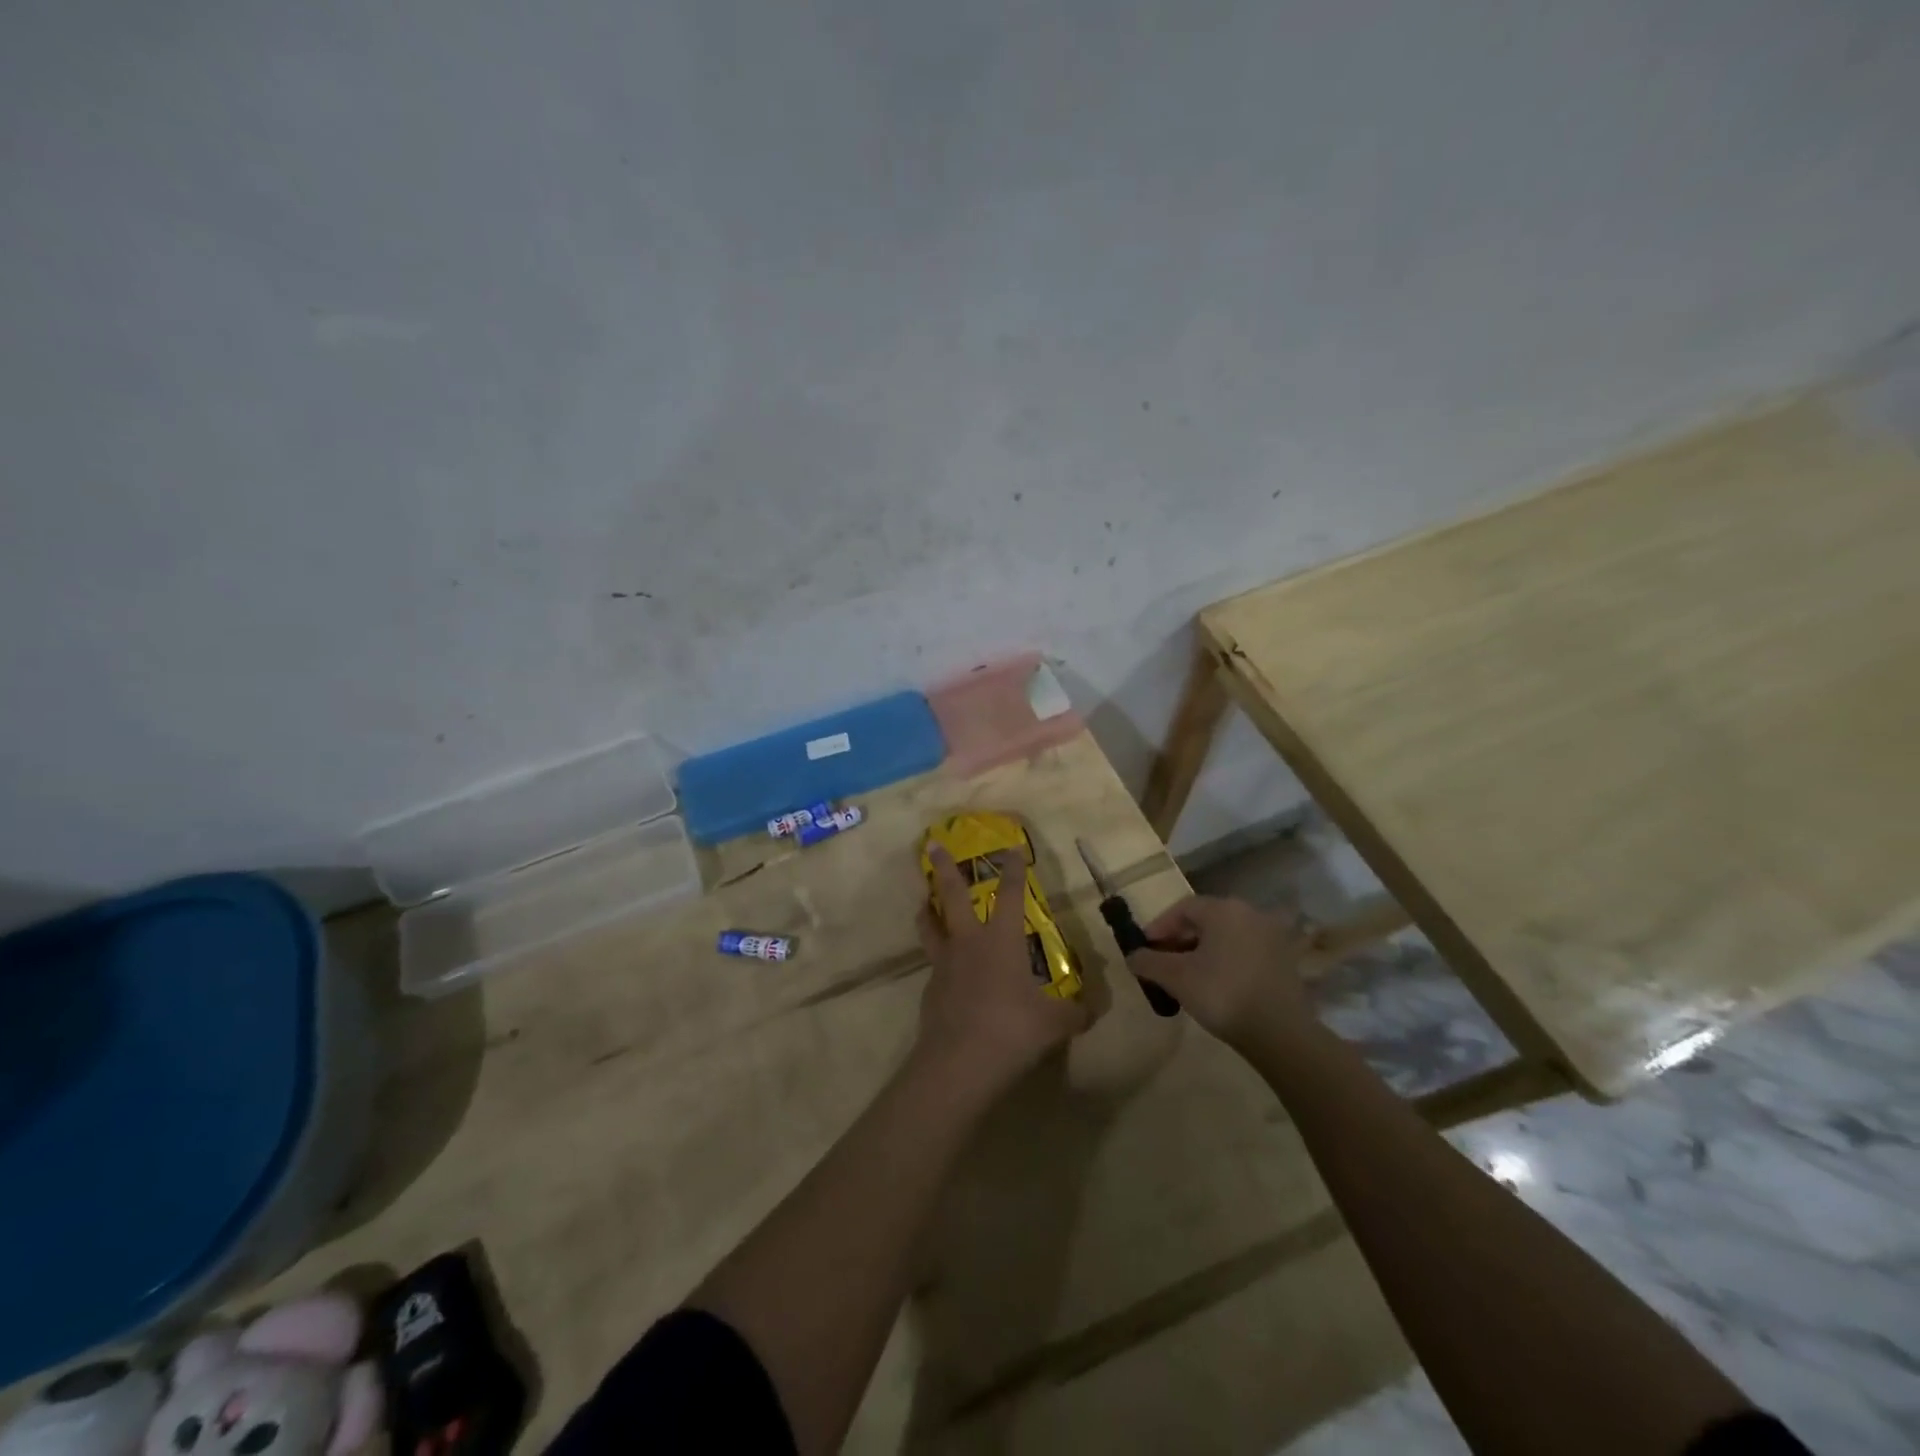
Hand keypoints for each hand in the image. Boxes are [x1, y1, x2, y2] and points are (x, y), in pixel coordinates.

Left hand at [914, 845, 1093, 1096]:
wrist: (959, 1062)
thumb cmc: (1012, 1030)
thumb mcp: (1055, 1024)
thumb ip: (1075, 1013)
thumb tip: (1094, 1010)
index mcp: (1002, 940)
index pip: (1011, 894)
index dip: (1013, 870)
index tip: (1011, 848)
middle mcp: (969, 942)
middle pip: (953, 895)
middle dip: (944, 868)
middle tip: (932, 845)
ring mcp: (944, 964)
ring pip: (930, 925)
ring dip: (927, 909)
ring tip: (924, 900)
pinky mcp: (930, 989)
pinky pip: (932, 964)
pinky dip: (936, 957)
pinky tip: (944, 970)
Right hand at [1127, 896, 1312, 1049]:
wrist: (1280, 1033)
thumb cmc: (1222, 994)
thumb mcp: (1176, 977)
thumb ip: (1148, 962)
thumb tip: (1132, 956)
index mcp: (1224, 909)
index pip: (1183, 908)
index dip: (1159, 927)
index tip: (1145, 948)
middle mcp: (1250, 914)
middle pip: (1205, 920)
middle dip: (1179, 940)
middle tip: (1162, 963)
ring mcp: (1272, 937)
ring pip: (1225, 937)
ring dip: (1201, 952)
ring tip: (1185, 977)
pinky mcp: (1284, 961)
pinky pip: (1244, 951)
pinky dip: (1224, 962)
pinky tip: (1214, 985)